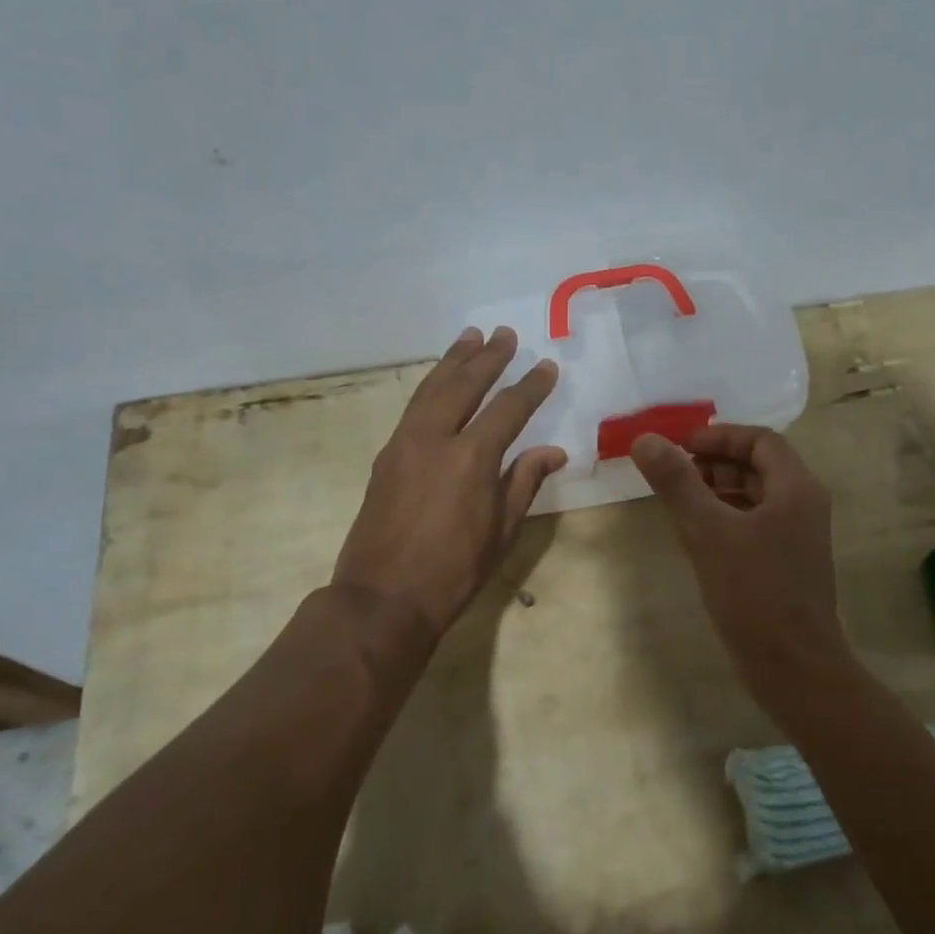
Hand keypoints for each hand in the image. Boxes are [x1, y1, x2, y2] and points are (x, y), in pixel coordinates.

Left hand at [333, 327, 565, 635]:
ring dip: (453, 361)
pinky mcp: (386, 456)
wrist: (382, 599)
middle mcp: (435, 439)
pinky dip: (431, 386)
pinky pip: (413, 407)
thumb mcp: (502, 531)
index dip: (530, 386)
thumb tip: (552, 451)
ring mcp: (404, 444)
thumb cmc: (453, 572)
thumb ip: (525, 482)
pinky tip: (440, 381)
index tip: (546, 366)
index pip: (508, 408)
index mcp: (471, 458)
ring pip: (432, 389)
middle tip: (504, 333)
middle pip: (464, 385)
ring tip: (469, 337)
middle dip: (487, 357)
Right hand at [631, 424, 849, 699]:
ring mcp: (797, 536)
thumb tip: (645, 440)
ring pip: (754, 496)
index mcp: (796, 488)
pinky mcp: (787, 563)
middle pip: (758, 466)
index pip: (760, 440)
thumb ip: (677, 483)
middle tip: (673, 472)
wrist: (795, 671)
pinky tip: (695, 535)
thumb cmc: (755, 594)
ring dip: (717, 490)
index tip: (681, 445)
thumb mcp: (708, 532)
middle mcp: (803, 505)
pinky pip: (754, 523)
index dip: (719, 436)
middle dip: (714, 463)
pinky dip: (725, 518)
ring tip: (677, 500)